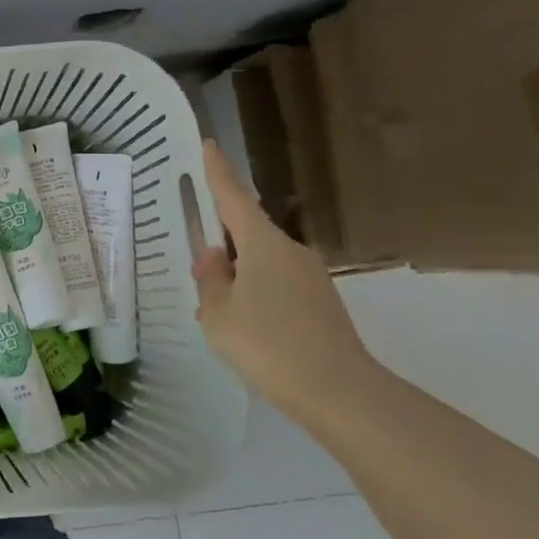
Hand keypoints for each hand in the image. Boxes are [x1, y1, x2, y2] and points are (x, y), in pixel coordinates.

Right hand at [192, 141, 375, 418]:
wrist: (340, 393)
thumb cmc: (268, 344)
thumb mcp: (218, 314)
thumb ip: (210, 281)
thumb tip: (214, 259)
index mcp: (262, 244)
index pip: (233, 197)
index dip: (218, 172)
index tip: (209, 144)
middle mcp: (290, 251)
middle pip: (247, 233)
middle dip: (221, 244)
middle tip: (198, 270)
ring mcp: (310, 278)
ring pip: (261, 264)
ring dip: (237, 276)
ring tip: (215, 310)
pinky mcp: (321, 304)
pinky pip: (276, 286)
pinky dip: (255, 295)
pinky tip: (243, 327)